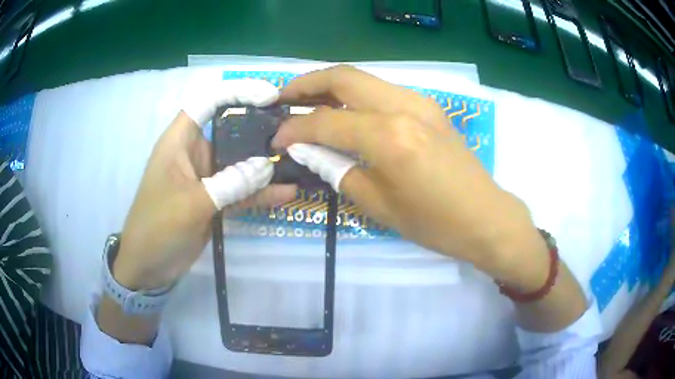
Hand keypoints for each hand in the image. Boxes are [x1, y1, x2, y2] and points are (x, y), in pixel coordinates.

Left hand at [113, 79, 296, 289]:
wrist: (149, 266)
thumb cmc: (157, 227)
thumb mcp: (192, 204)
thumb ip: (230, 183)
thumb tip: (268, 166)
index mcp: (180, 142)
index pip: (207, 102)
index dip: (236, 92)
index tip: (268, 97)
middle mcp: (195, 153)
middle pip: (231, 130)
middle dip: (261, 128)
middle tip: (295, 131)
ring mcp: (207, 178)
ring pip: (240, 163)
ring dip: (265, 164)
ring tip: (298, 160)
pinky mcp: (215, 200)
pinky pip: (241, 191)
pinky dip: (260, 193)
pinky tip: (286, 193)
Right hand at [273, 66, 542, 275]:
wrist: (485, 216)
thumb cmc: (434, 223)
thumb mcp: (378, 205)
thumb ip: (338, 170)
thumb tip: (308, 150)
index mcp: (389, 137)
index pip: (326, 121)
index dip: (295, 128)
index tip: (277, 137)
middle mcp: (403, 107)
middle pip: (343, 76)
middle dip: (307, 83)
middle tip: (283, 97)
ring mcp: (420, 101)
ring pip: (363, 78)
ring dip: (330, 85)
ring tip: (307, 101)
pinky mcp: (429, 106)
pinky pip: (382, 90)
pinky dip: (355, 94)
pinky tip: (344, 110)